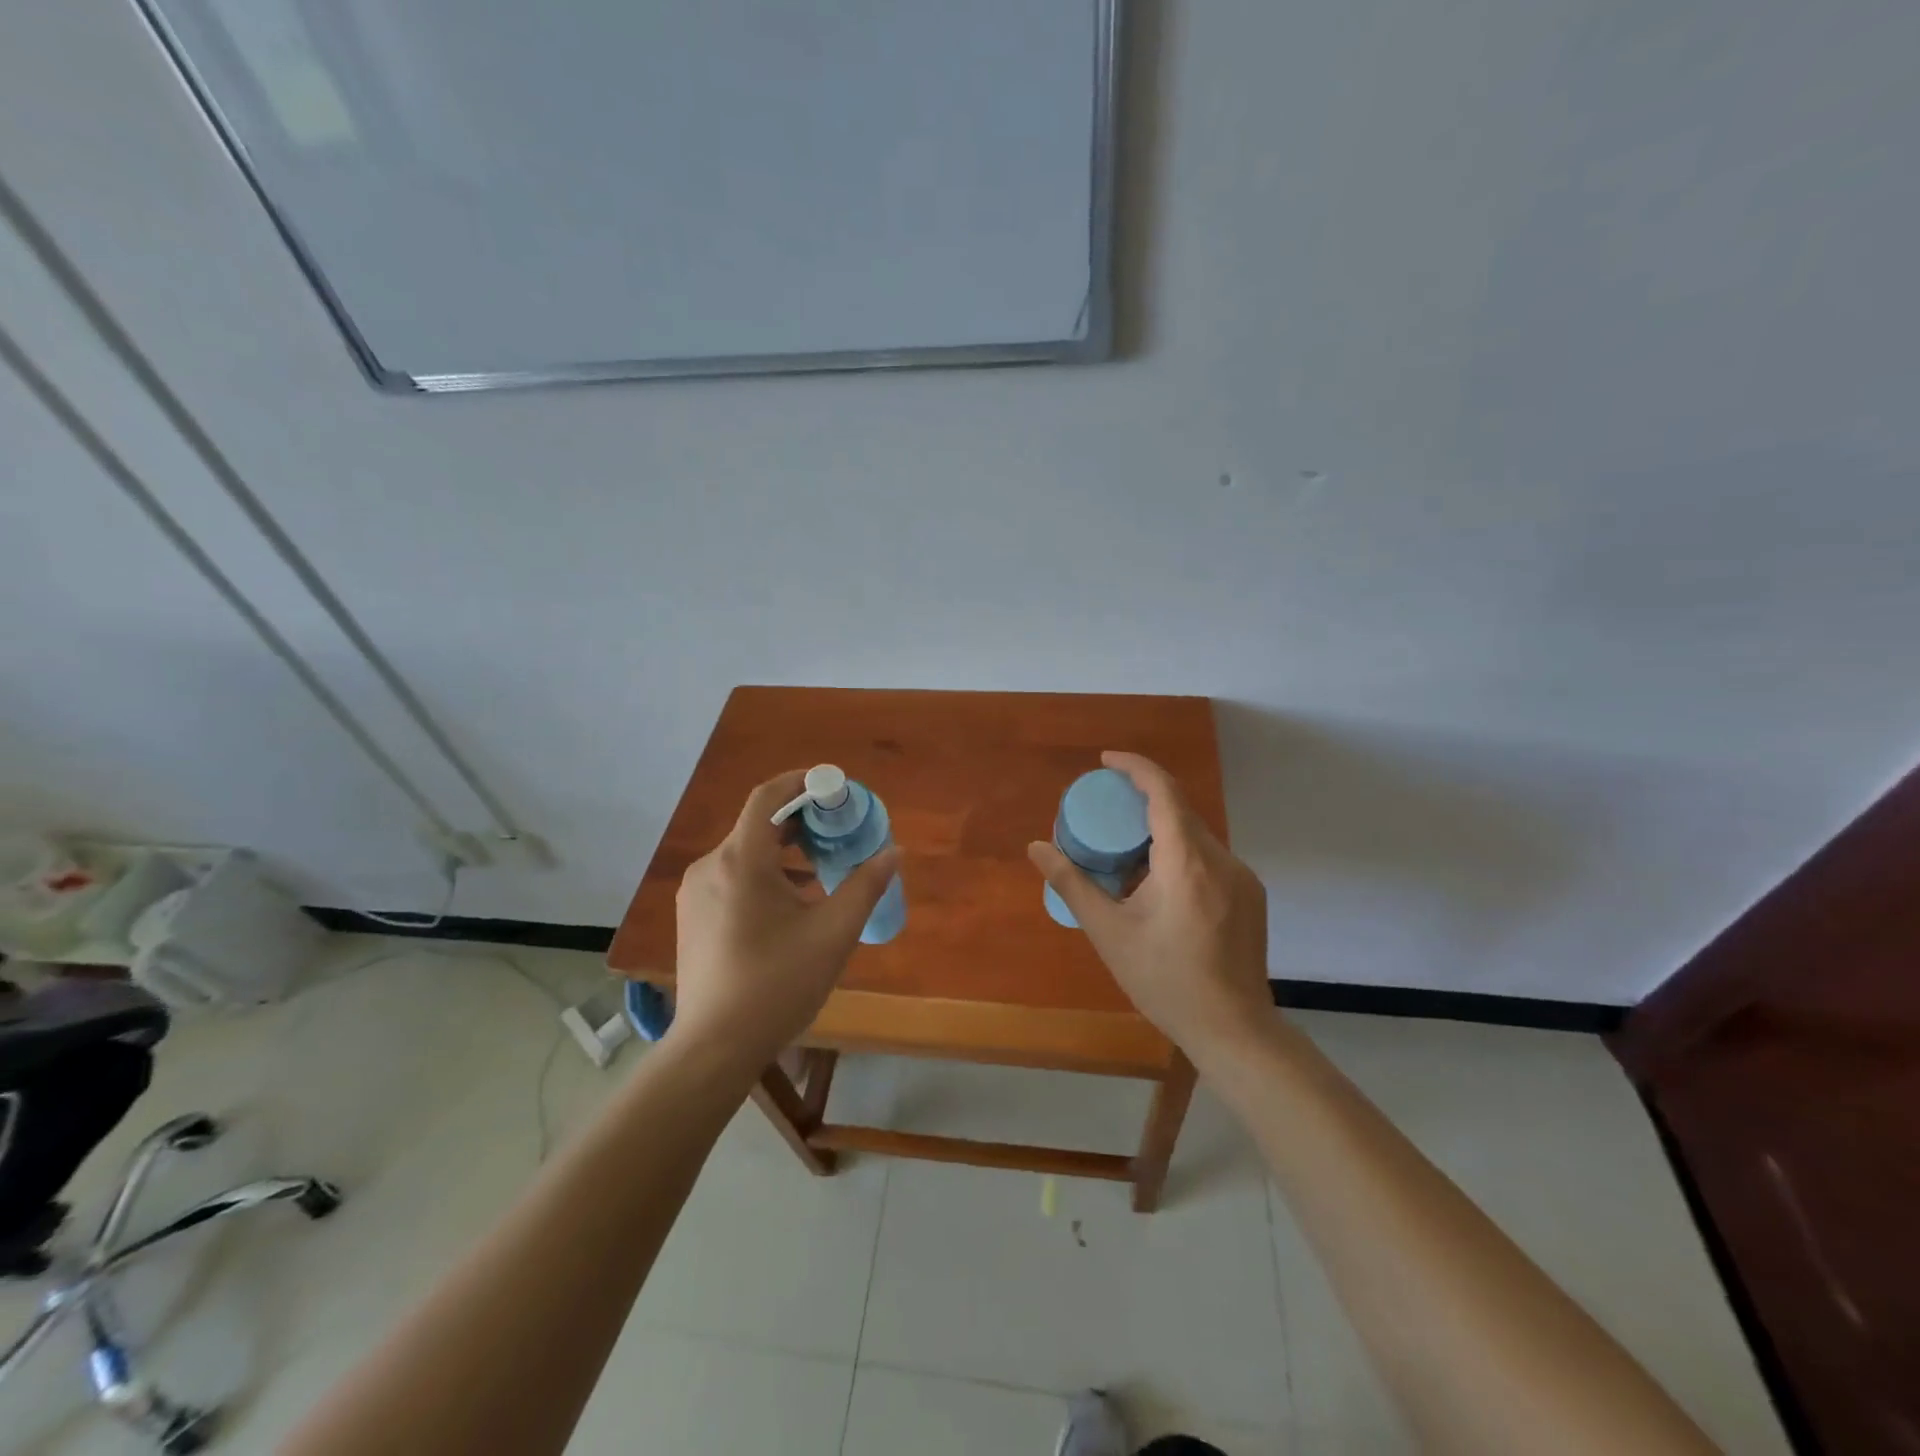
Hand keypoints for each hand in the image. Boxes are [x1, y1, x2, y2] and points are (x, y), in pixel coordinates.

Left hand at [672, 770, 899, 1067]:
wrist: (714, 1048)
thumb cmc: (778, 984)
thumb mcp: (833, 933)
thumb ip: (865, 885)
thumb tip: (892, 851)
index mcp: (741, 861)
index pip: (768, 796)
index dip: (802, 781)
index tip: (835, 786)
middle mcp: (711, 866)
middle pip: (758, 824)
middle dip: (801, 820)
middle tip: (839, 829)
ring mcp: (697, 893)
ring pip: (746, 853)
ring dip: (785, 851)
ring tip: (823, 868)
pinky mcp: (693, 916)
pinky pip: (732, 877)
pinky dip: (766, 875)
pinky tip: (793, 903)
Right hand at [1028, 751, 1271, 1056]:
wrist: (1233, 1030)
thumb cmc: (1164, 981)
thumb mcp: (1109, 932)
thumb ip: (1072, 883)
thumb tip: (1036, 847)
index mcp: (1187, 863)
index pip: (1164, 792)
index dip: (1135, 767)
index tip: (1106, 761)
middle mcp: (1221, 860)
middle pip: (1179, 811)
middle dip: (1142, 800)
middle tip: (1105, 810)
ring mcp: (1242, 878)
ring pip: (1195, 836)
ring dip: (1160, 831)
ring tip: (1126, 852)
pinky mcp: (1250, 895)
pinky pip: (1209, 858)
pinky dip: (1180, 854)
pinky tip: (1158, 885)